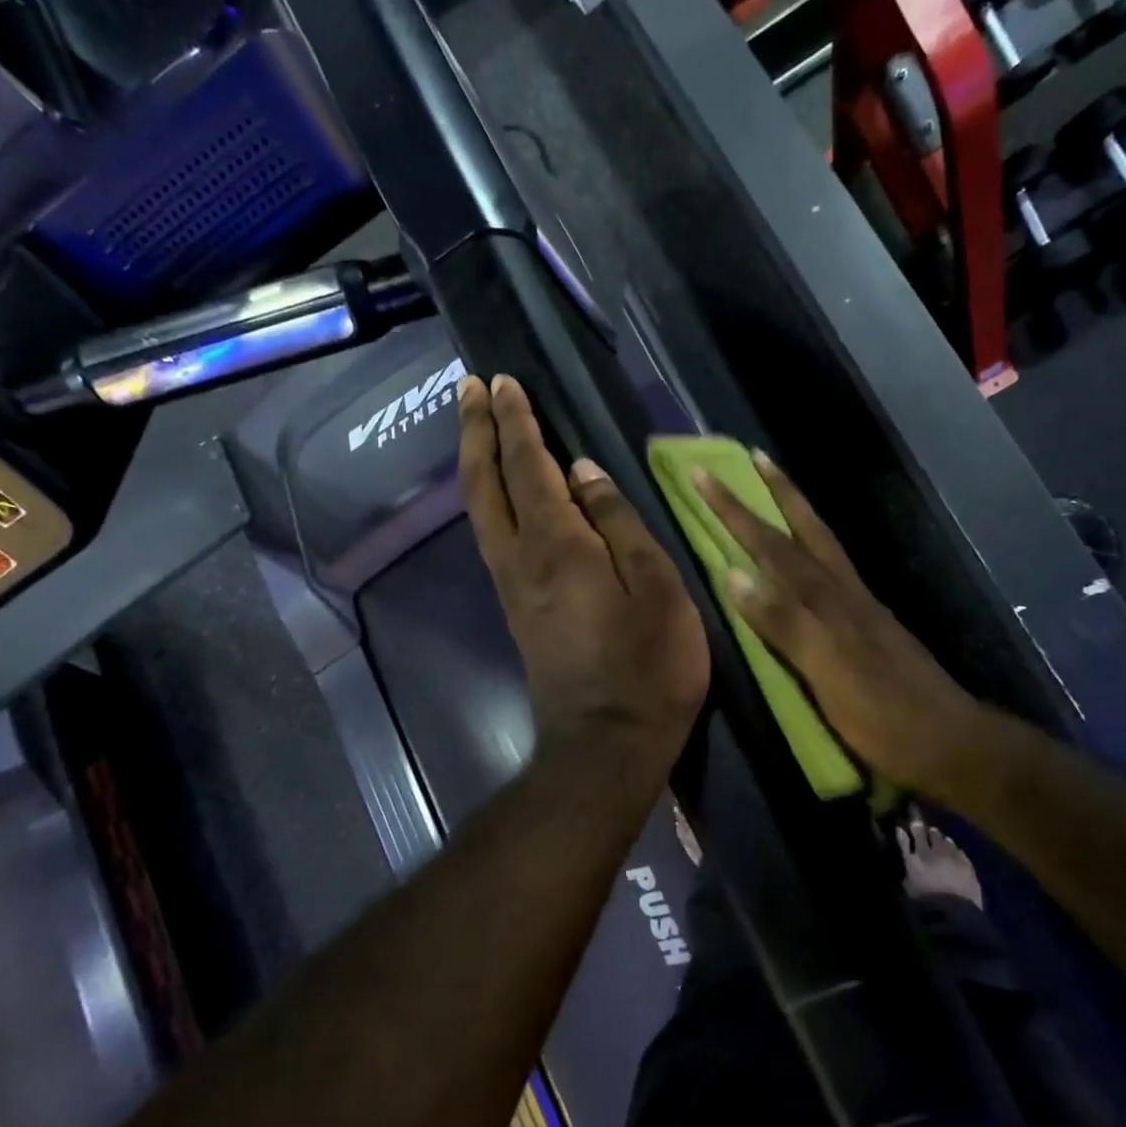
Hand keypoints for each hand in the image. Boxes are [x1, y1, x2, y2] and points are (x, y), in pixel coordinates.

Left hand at [457, 375, 708, 780]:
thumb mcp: (657, 587)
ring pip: (479, 509)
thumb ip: (619, 523)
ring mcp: (510, 586)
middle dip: (475, 429)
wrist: (606, 745)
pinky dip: (487, 497)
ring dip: (474, 460)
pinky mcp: (514, 608)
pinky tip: (497, 491)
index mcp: (556, 544)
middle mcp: (518, 557)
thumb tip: (583, 472)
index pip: (528, 465)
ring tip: (476, 424)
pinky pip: (491, 535)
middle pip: (483, 482)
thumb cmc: (648, 666)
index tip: (504, 381)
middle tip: (468, 386)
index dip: (516, 421)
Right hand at [695, 453, 985, 807]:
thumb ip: (782, 621)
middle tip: (754, 456)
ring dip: (797, 514)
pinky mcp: (870, 628)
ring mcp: (862, 608)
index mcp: (829, 600)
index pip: (774, 545)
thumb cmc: (882, 714)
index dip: (738, 511)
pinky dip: (813, 551)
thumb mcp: (827, 670)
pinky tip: (809, 558)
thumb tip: (733, 574)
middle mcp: (846, 592)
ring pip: (824, 547)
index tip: (705, 475)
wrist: (951, 744)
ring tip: (778, 491)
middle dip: (776, 493)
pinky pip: (833, 573)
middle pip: (807, 531)